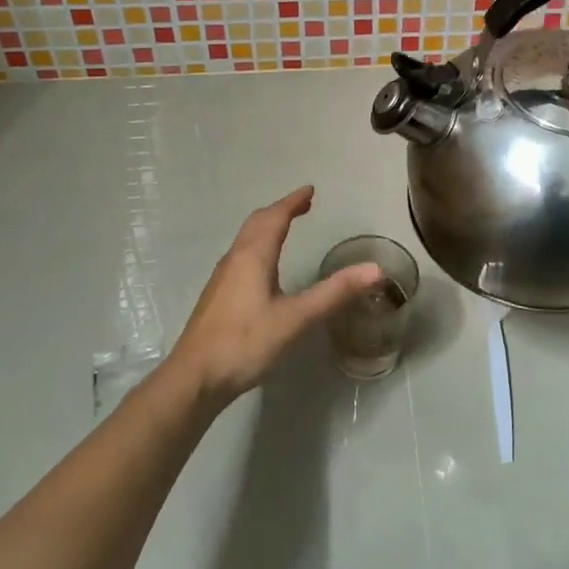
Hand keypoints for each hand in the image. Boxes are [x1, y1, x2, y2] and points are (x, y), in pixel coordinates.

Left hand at [165, 186, 383, 410]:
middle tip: (302, 206)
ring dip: (267, 227)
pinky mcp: (217, 296)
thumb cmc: (246, 342)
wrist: (194, 378)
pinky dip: (257, 245)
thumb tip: (375, 269)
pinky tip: (263, 267)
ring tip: (285, 228)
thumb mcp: (296, 318)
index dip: (293, 202)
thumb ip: (334, 293)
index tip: (310, 190)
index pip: (275, 217)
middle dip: (281, 210)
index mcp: (254, 256)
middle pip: (257, 223)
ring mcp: (222, 277)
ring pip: (246, 239)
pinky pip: (240, 255)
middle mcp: (235, 258)